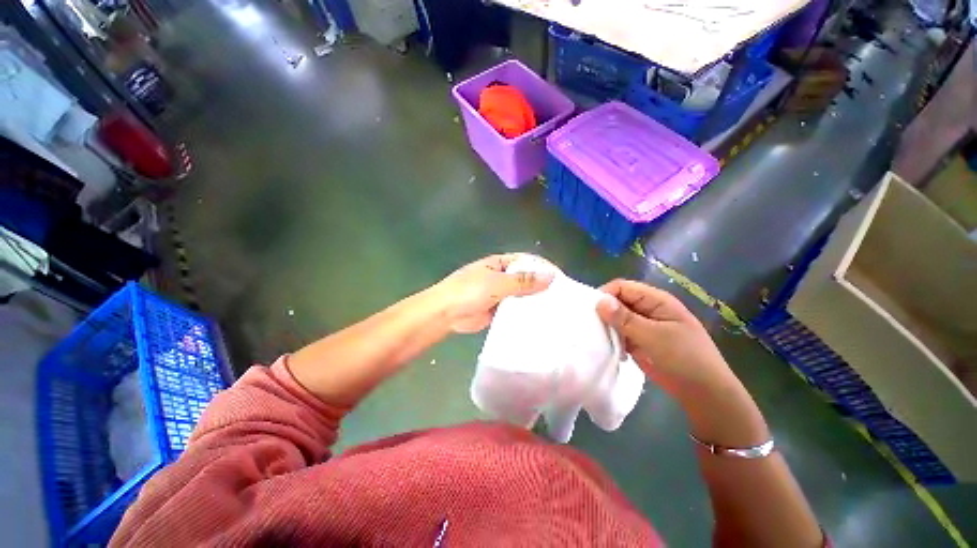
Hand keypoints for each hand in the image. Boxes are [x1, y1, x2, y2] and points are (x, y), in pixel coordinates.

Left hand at [434, 254, 553, 333]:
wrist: (445, 313)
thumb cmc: (468, 291)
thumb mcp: (497, 283)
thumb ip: (523, 281)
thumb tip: (551, 276)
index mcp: (500, 264)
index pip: (527, 262)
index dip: (543, 268)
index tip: (561, 279)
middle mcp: (502, 277)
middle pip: (526, 279)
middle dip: (541, 286)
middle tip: (562, 298)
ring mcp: (500, 294)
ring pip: (521, 295)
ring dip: (534, 301)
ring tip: (555, 311)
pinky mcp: (498, 310)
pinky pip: (515, 309)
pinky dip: (525, 313)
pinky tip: (539, 320)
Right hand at [595, 279, 732, 398]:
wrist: (704, 393)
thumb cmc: (685, 359)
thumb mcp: (654, 337)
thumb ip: (625, 319)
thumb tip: (599, 301)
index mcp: (655, 300)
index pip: (622, 287)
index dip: (605, 294)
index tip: (590, 311)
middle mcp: (647, 309)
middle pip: (617, 301)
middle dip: (603, 311)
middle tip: (589, 325)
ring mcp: (642, 325)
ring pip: (616, 318)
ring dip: (605, 325)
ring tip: (593, 336)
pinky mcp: (638, 340)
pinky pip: (619, 333)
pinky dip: (610, 337)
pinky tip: (604, 347)